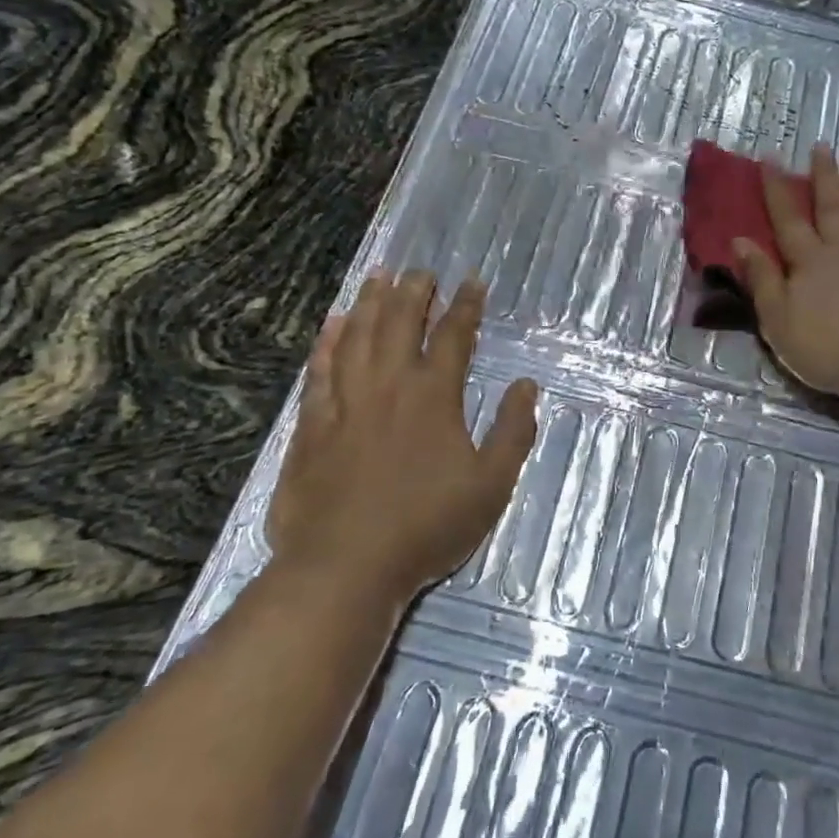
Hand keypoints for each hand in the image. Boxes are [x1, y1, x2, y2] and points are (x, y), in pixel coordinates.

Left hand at [268, 270, 538, 603]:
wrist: (347, 567)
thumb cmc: (428, 526)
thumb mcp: (491, 484)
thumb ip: (513, 431)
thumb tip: (526, 385)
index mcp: (433, 396)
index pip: (453, 336)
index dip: (466, 306)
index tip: (472, 282)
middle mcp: (388, 386)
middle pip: (399, 324)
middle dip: (413, 292)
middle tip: (419, 270)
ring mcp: (345, 404)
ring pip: (356, 338)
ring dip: (369, 305)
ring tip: (378, 278)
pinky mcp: (312, 427)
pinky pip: (319, 371)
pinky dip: (326, 343)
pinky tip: (331, 325)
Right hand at [733, 145, 838, 400]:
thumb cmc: (828, 345)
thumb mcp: (778, 319)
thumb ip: (760, 279)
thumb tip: (739, 240)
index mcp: (808, 261)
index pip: (787, 218)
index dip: (776, 188)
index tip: (771, 157)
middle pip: (831, 207)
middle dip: (824, 176)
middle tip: (822, 146)